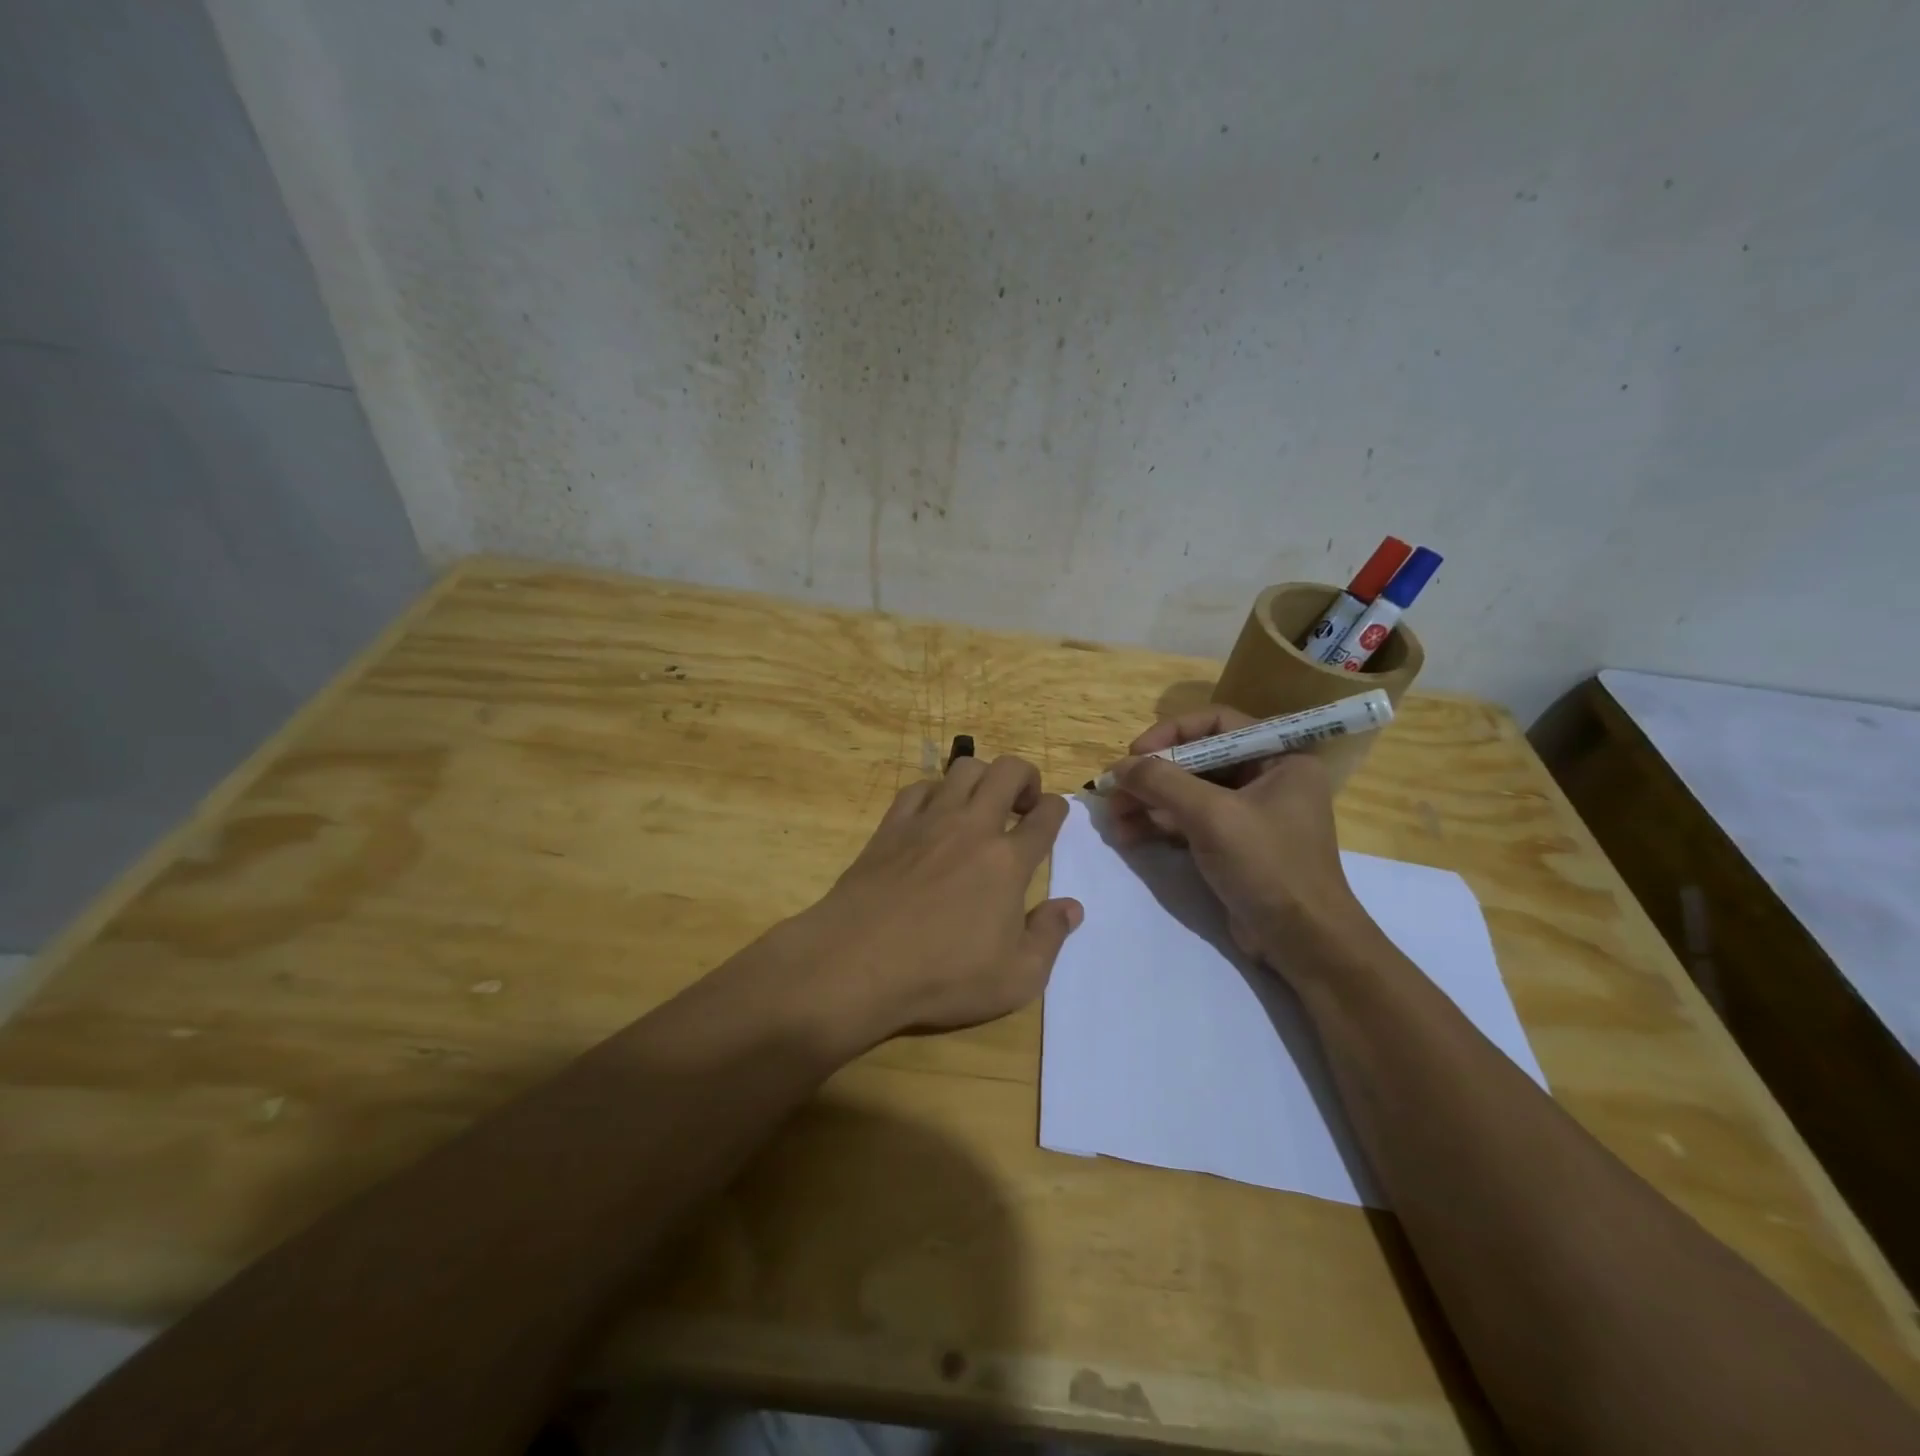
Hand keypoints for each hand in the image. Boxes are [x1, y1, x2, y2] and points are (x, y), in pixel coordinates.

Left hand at [777, 755, 1081, 1047]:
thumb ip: (1049, 937)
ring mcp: (928, 821)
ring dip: (982, 777)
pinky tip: (934, 815)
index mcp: (1008, 861)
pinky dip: (936, 791)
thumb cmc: (942, 976)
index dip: (1057, 809)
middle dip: (1026, 776)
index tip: (1053, 815)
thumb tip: (1072, 907)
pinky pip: (919, 787)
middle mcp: (972, 828)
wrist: (858, 963)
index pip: (1045, 815)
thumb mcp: (1015, 979)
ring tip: (981, 804)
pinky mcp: (891, 826)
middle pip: (1007, 771)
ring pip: (963, 768)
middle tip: (1023, 803)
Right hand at [1106, 708, 1377, 971]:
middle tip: (1113, 790)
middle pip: (1197, 760)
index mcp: (1279, 758)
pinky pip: (1189, 821)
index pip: (1217, 723)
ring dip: (1148, 802)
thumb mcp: (1212, 816)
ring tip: (1113, 818)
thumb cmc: (1267, 865)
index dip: (1172, 732)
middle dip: (1152, 775)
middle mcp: (1266, 778)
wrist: (1301, 941)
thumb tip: (1119, 766)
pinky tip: (1127, 835)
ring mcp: (1248, 813)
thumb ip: (1163, 782)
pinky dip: (1158, 825)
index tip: (1136, 752)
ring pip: (1187, 793)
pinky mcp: (1232, 844)